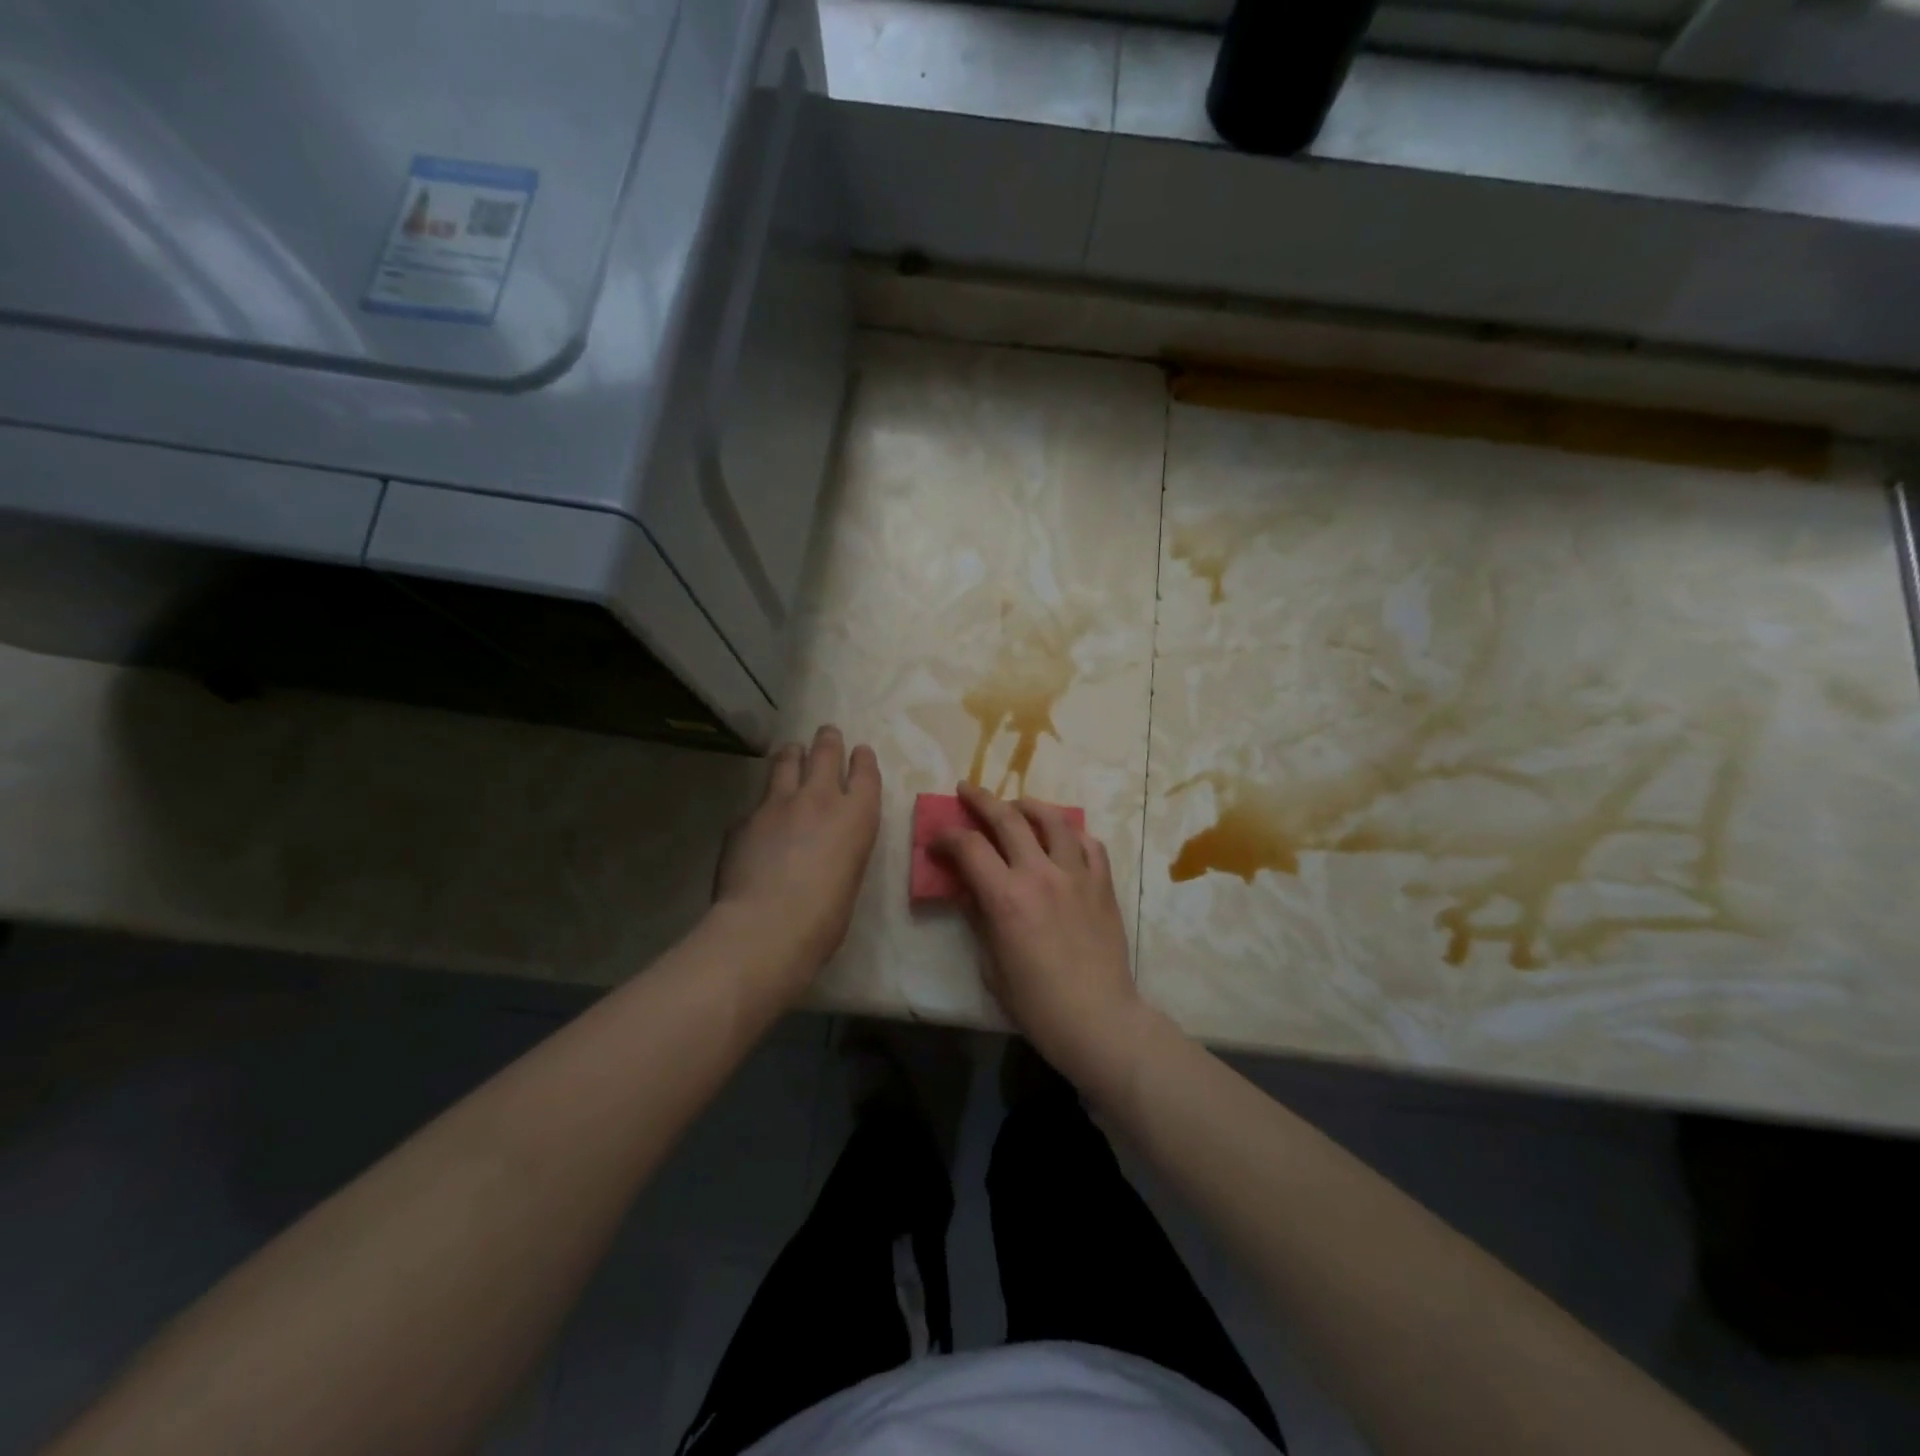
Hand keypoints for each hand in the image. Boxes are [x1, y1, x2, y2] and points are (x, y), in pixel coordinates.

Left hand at [714, 725, 880, 988]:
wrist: (766, 926)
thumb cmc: (824, 918)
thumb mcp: (849, 877)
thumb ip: (841, 849)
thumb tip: (825, 847)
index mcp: (857, 816)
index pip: (866, 772)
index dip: (863, 759)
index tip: (860, 752)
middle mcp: (820, 798)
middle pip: (825, 752)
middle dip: (828, 740)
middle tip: (827, 733)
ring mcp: (778, 804)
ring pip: (786, 761)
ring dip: (792, 755)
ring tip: (792, 753)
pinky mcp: (744, 818)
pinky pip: (757, 802)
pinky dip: (763, 805)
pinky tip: (759, 820)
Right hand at [934, 781, 1147, 1094]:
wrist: (1097, 1018)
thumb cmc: (1036, 1002)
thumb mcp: (991, 964)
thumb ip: (978, 917)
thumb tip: (967, 889)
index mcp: (1006, 897)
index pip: (968, 846)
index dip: (946, 836)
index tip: (936, 841)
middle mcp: (1040, 874)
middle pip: (1008, 819)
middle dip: (981, 799)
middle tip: (967, 789)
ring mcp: (1076, 875)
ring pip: (1053, 820)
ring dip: (1029, 806)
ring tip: (1017, 805)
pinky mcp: (1103, 884)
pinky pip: (1090, 844)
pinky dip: (1072, 833)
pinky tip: (1063, 837)